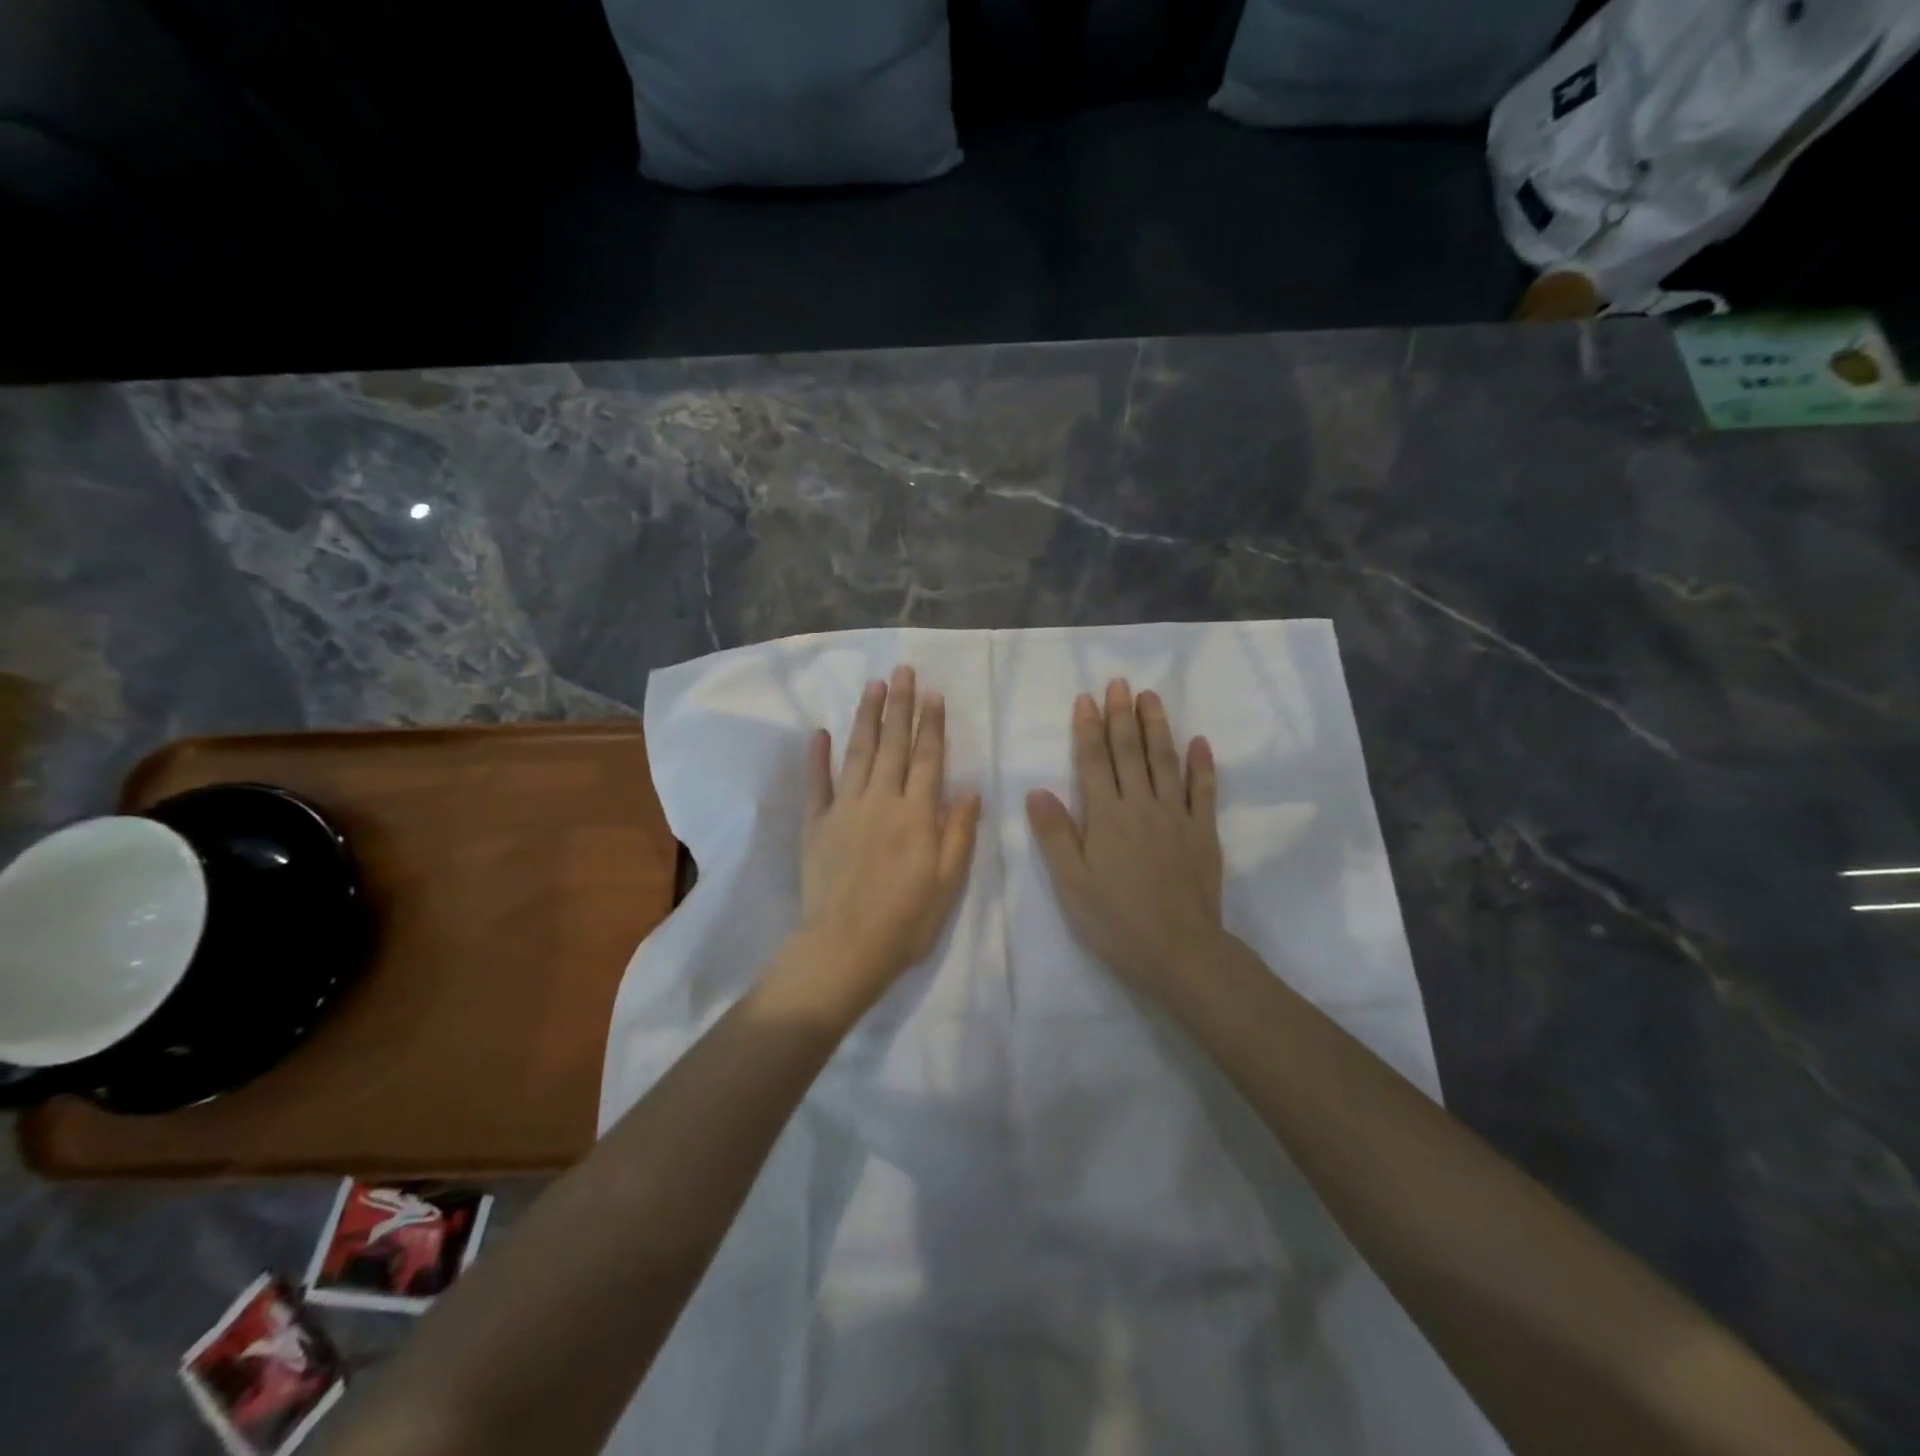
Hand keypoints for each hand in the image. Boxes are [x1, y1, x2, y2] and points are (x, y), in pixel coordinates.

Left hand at [794, 665, 981, 1011]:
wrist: (845, 948)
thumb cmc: (906, 921)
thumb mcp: (947, 882)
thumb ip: (959, 833)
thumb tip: (969, 790)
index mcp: (917, 814)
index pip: (928, 758)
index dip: (932, 724)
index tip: (932, 693)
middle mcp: (882, 800)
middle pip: (894, 745)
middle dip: (899, 706)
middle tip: (902, 671)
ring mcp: (845, 809)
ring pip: (858, 752)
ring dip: (866, 717)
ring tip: (873, 686)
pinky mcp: (815, 824)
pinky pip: (816, 783)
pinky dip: (817, 756)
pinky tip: (820, 731)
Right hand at [1026, 679, 1224, 992]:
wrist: (1178, 950)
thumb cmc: (1115, 920)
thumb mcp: (1071, 883)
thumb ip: (1055, 834)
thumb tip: (1037, 790)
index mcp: (1106, 816)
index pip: (1094, 762)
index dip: (1088, 728)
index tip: (1086, 698)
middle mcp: (1141, 806)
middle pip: (1130, 752)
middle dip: (1122, 715)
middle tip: (1119, 683)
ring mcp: (1176, 816)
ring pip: (1165, 761)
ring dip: (1157, 726)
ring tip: (1151, 696)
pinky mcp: (1203, 832)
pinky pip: (1204, 791)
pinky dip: (1202, 765)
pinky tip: (1200, 742)